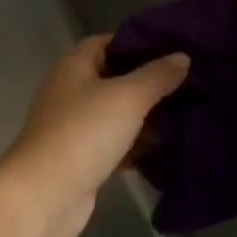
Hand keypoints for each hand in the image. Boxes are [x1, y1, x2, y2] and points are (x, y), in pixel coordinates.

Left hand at [0, 36, 189, 236]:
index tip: (173, 49)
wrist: (47, 194)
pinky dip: (137, 144)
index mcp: (73, 67)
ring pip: (116, 113)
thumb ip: (156, 75)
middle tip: (190, 82)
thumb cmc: (84, 132)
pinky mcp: (82, 159)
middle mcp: (70, 92)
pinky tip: (167, 147)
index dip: (138, 42)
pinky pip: (115, 144)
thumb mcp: (127, 97)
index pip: (106, 42)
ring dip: (146, 115)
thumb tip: (181, 57)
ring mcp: (74, 127)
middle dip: (148, 81)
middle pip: (114, 78)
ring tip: (188, 112)